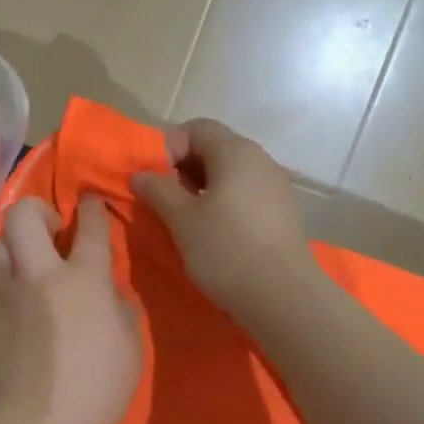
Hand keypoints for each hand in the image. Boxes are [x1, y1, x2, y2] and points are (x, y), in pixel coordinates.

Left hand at [0, 196, 142, 423]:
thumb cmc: (93, 392)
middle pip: (24, 216)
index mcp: (82, 280)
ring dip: (17, 248)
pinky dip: (4, 289)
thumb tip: (112, 294)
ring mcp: (3, 295)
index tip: (90, 203)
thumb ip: (123, 312)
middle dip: (38, 210)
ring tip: (30, 270)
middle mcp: (38, 275)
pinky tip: (14, 313)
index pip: (89, 227)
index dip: (91, 209)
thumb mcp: (130, 352)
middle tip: (53, 231)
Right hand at [130, 118, 319, 322]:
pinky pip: (247, 194)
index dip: (169, 147)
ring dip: (204, 189)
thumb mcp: (182, 219)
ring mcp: (276, 185)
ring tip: (189, 221)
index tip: (157, 182)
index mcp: (236, 151)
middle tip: (168, 202)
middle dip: (185, 169)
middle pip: (215, 148)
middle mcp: (261, 159)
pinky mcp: (283, 212)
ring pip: (231, 173)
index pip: (196, 128)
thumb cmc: (226, 250)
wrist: (282, 295)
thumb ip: (158, 190)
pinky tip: (217, 233)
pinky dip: (226, 203)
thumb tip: (140, 174)